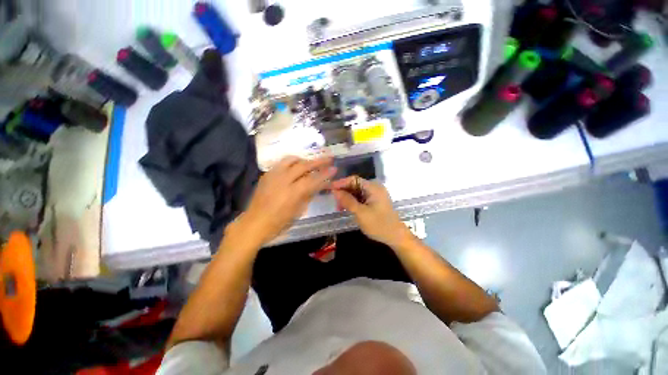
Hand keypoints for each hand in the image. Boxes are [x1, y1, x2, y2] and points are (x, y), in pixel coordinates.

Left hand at [234, 156, 335, 247]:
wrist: (254, 223)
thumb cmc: (279, 223)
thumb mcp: (298, 211)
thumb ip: (309, 195)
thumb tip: (318, 185)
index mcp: (292, 193)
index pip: (313, 179)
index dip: (325, 174)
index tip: (334, 168)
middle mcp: (282, 180)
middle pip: (303, 166)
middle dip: (318, 161)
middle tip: (328, 158)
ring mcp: (273, 175)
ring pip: (291, 160)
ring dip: (304, 160)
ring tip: (311, 162)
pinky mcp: (266, 175)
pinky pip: (281, 163)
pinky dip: (292, 163)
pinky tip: (295, 167)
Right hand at [331, 176, 411, 247]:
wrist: (396, 236)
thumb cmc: (379, 224)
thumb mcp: (361, 213)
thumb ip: (347, 201)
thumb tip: (335, 191)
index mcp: (373, 187)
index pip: (353, 179)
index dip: (341, 183)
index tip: (329, 189)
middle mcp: (375, 187)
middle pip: (355, 185)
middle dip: (343, 191)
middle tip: (334, 201)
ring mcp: (375, 194)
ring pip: (357, 192)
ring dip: (347, 197)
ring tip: (339, 207)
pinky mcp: (375, 201)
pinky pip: (361, 197)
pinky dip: (353, 202)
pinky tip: (347, 208)